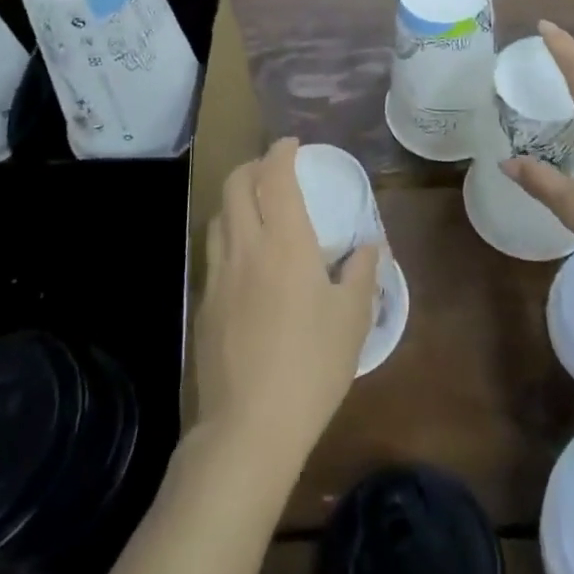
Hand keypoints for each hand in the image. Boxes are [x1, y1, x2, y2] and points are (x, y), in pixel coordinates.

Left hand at [193, 138, 381, 478]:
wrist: (248, 428)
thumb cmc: (310, 366)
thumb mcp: (352, 319)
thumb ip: (362, 273)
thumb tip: (369, 245)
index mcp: (283, 241)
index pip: (274, 176)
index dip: (281, 152)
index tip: (292, 144)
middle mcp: (244, 246)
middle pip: (235, 184)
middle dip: (252, 166)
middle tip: (273, 171)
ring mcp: (218, 275)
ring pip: (218, 216)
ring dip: (235, 200)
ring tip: (257, 210)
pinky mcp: (203, 305)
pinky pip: (213, 252)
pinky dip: (228, 237)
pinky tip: (246, 263)